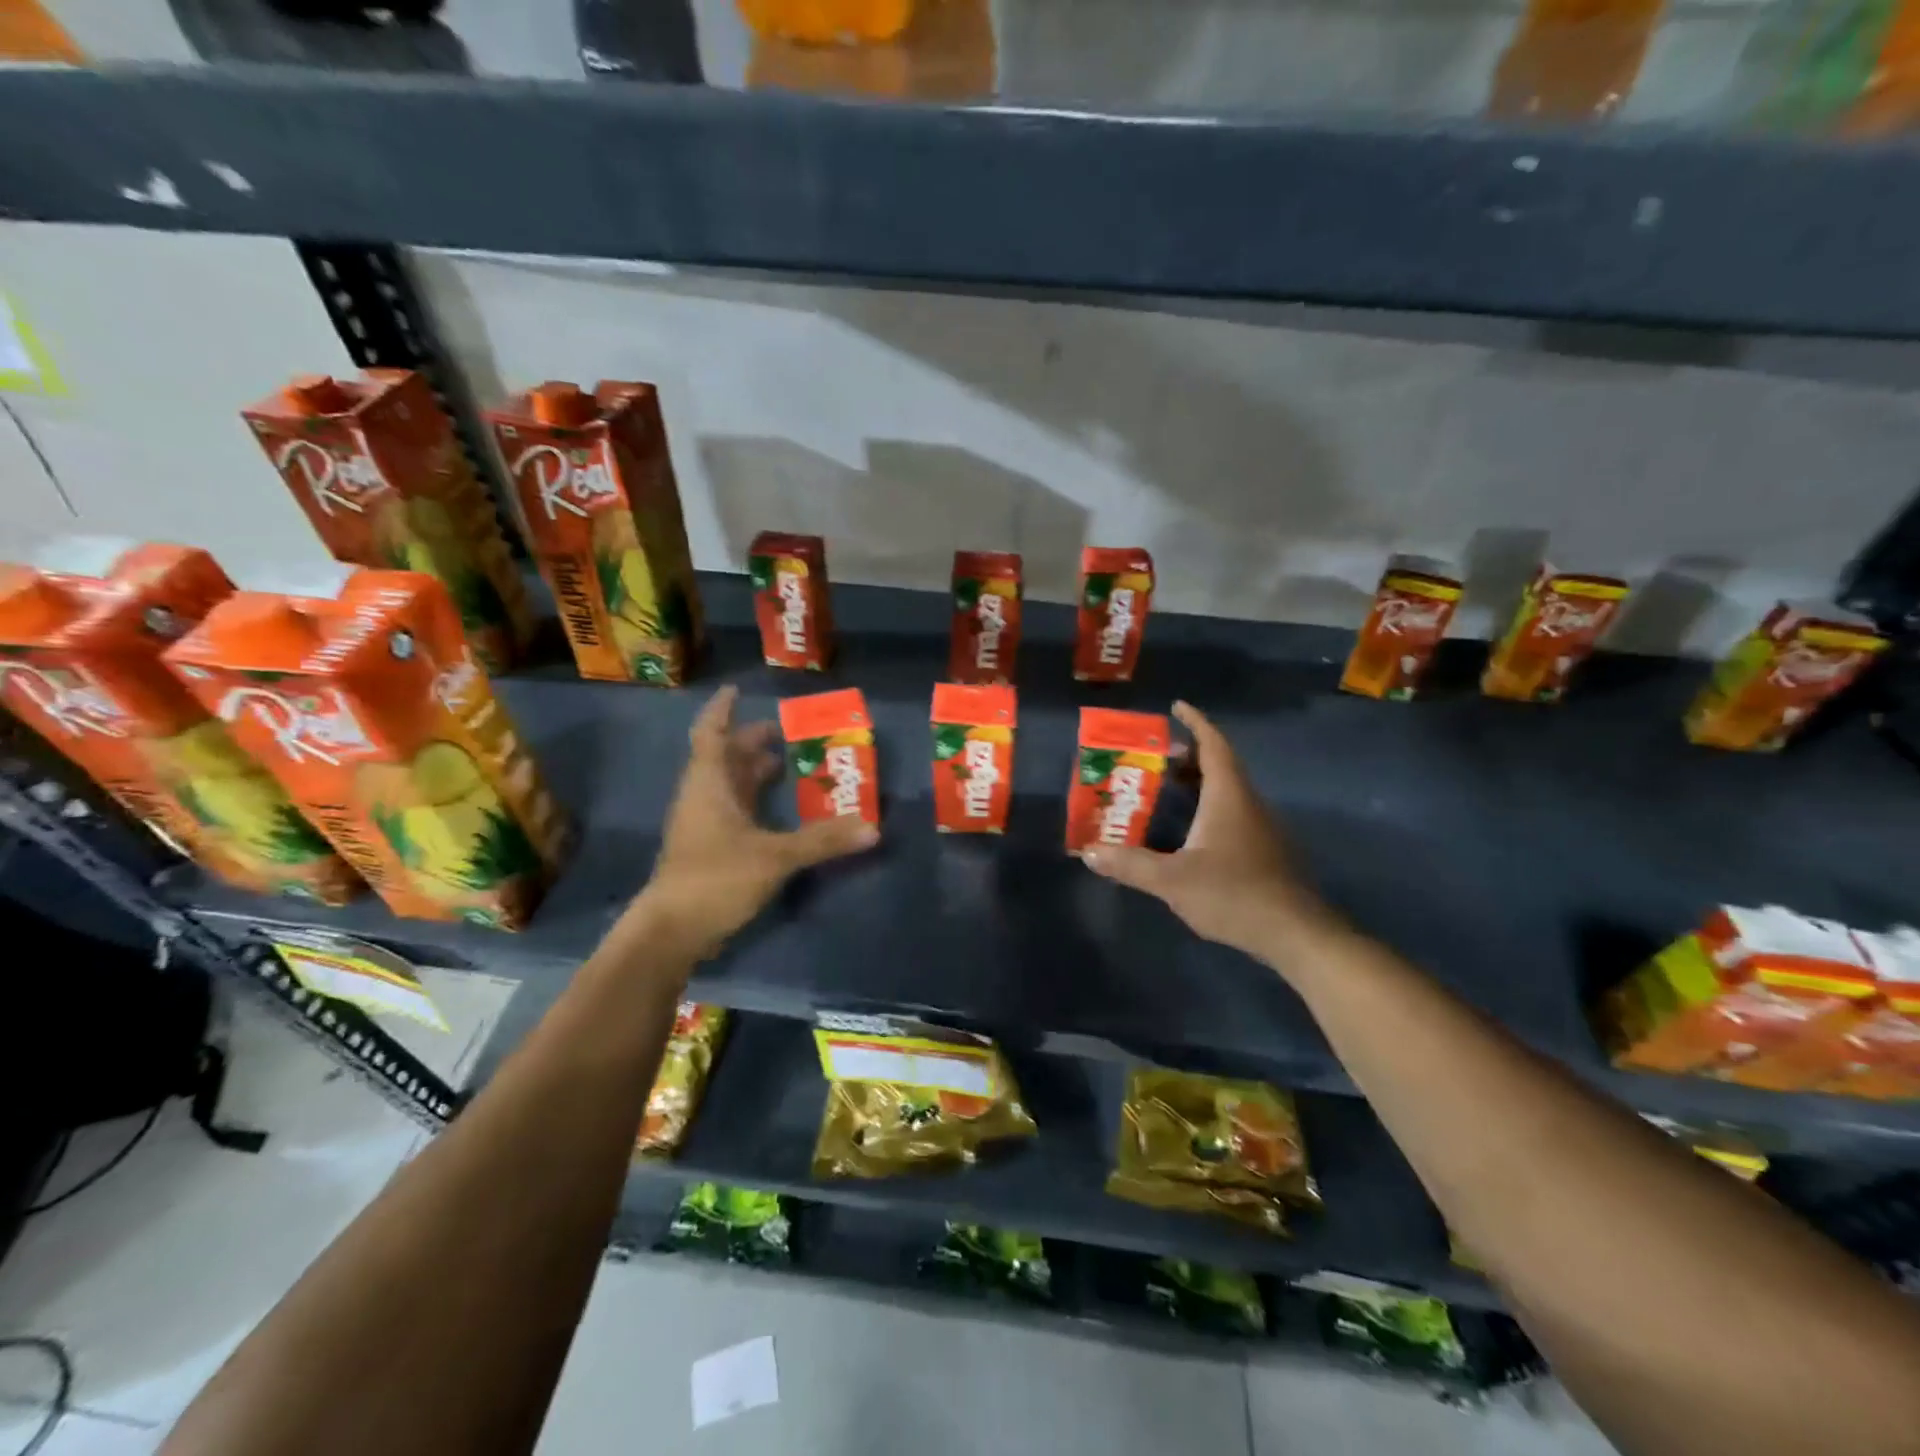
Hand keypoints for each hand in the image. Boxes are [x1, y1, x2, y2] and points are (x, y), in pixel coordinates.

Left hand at [631, 685, 877, 957]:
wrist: (670, 932)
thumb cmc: (715, 879)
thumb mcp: (775, 856)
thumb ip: (822, 841)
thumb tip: (872, 828)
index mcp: (709, 785)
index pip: (711, 734)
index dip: (722, 711)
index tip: (738, 691)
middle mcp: (702, 798)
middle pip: (723, 758)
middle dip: (750, 742)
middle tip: (784, 732)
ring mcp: (702, 825)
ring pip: (727, 786)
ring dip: (752, 772)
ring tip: (785, 763)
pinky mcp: (708, 849)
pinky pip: (733, 811)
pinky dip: (754, 801)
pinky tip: (777, 810)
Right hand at [1083, 701, 1336, 963]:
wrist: (1295, 933)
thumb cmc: (1233, 894)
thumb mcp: (1172, 880)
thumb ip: (1129, 864)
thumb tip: (1088, 852)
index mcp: (1228, 796)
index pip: (1214, 745)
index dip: (1196, 722)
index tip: (1176, 707)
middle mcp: (1247, 803)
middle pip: (1219, 765)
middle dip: (1187, 755)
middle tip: (1153, 756)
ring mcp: (1259, 827)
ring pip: (1226, 791)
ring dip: (1197, 782)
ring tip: (1163, 788)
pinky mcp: (1263, 850)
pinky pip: (1230, 812)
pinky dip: (1206, 806)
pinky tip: (1186, 830)